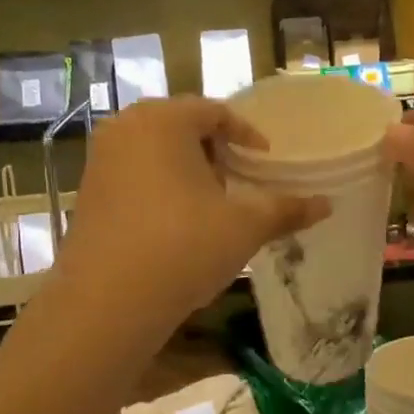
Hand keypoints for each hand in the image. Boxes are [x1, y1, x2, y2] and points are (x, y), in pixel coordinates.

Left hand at [57, 97, 328, 329]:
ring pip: (155, 152)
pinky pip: (133, 176)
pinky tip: (176, 225)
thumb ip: (286, 208)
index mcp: (163, 119)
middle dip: (215, 151)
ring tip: (211, 205)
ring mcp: (99, 160)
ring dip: (186, 170)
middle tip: (240, 181)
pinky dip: (159, 188)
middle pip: (182, 127)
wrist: (107, 303)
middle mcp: (125, 128)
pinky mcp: (87, 193)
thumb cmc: (183, 247)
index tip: (266, 162)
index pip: (215, 111)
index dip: (247, 135)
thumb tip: (326, 204)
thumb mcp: (244, 227)